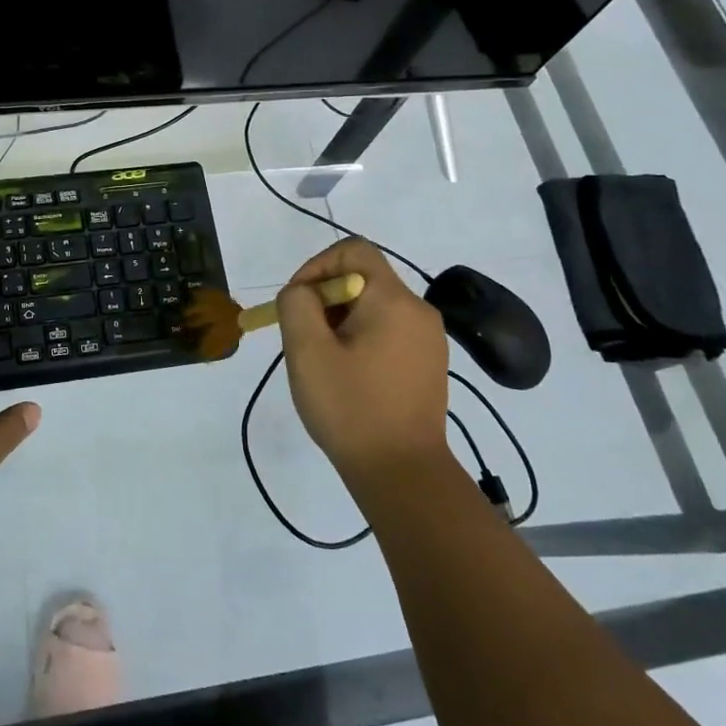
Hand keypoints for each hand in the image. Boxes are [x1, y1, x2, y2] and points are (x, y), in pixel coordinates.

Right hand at [275, 238, 450, 491]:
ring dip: (339, 321)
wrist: (403, 474)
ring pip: (373, 306)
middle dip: (324, 299)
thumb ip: (296, 304)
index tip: (297, 301)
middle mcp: (418, 311)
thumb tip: (302, 292)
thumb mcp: (307, 351)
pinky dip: (360, 339)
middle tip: (303, 337)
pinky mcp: (429, 363)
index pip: (353, 250)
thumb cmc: (351, 408)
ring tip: (322, 360)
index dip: (317, 266)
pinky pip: (387, 331)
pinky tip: (347, 376)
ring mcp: (429, 339)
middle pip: (362, 278)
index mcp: (394, 300)